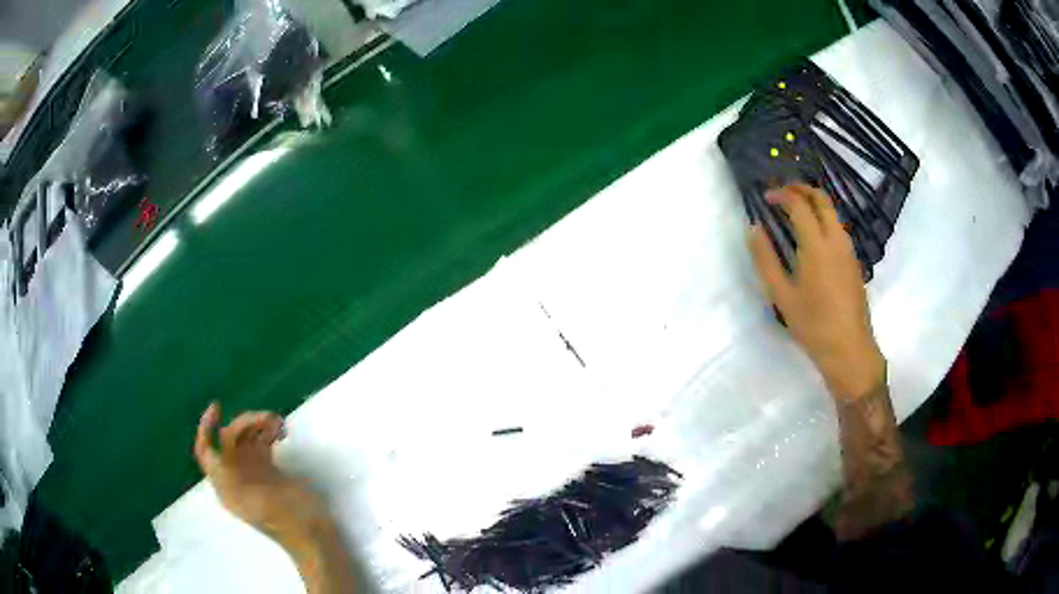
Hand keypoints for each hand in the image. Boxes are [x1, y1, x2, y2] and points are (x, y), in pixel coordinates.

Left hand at [194, 402, 327, 547]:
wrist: (314, 536)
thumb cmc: (287, 520)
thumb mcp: (256, 501)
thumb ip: (234, 479)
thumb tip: (218, 454)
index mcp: (227, 486)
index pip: (206, 451)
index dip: (206, 428)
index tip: (217, 407)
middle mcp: (236, 476)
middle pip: (229, 440)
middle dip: (244, 424)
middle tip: (267, 418)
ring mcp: (253, 473)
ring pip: (247, 439)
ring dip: (258, 425)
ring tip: (278, 422)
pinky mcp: (270, 470)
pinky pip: (262, 443)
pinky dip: (269, 432)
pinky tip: (281, 430)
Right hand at [748, 184, 884, 398]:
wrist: (849, 349)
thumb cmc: (812, 325)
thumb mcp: (781, 295)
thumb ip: (765, 259)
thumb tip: (754, 229)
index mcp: (816, 244)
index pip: (799, 204)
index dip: (781, 194)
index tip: (766, 198)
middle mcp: (836, 239)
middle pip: (821, 199)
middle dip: (800, 189)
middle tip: (782, 193)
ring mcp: (848, 249)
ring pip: (832, 212)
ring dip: (813, 202)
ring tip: (795, 211)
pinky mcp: (854, 261)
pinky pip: (838, 228)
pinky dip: (823, 219)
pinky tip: (812, 235)